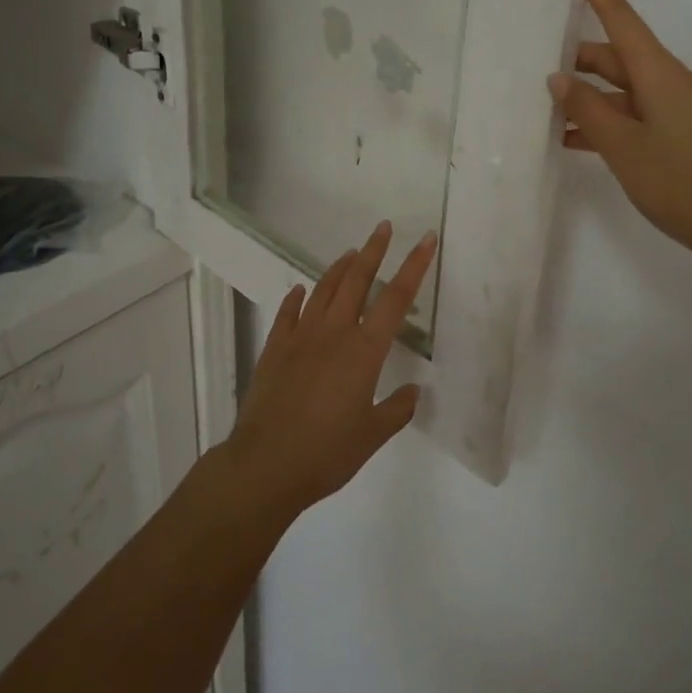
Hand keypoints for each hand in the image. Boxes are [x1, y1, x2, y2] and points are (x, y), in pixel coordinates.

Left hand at [223, 221, 435, 522]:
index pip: (396, 298)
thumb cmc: (327, 452)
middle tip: (384, 228)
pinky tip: (299, 290)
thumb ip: (397, 410)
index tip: (425, 240)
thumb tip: (413, 391)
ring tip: (351, 252)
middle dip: (374, 251)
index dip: (414, 266)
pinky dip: (296, 298)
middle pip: (358, 280)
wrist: (266, 464)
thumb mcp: (373, 435)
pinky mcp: (275, 348)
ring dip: (339, 268)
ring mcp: (301, 337)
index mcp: (364, 350)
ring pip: (324, 289)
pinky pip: (288, 313)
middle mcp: (334, 333)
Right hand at [549, 0, 691, 272]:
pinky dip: (605, 123)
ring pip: (622, 91)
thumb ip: (587, 110)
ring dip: (587, 98)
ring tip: (543, 108)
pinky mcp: (679, 136)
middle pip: (617, 58)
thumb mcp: (623, 146)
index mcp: (659, 73)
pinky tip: (572, 141)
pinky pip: (634, 116)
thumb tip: (558, 78)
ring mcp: (676, 110)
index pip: (624, 21)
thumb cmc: (680, 180)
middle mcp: (669, 82)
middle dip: (577, 60)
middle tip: (533, 63)